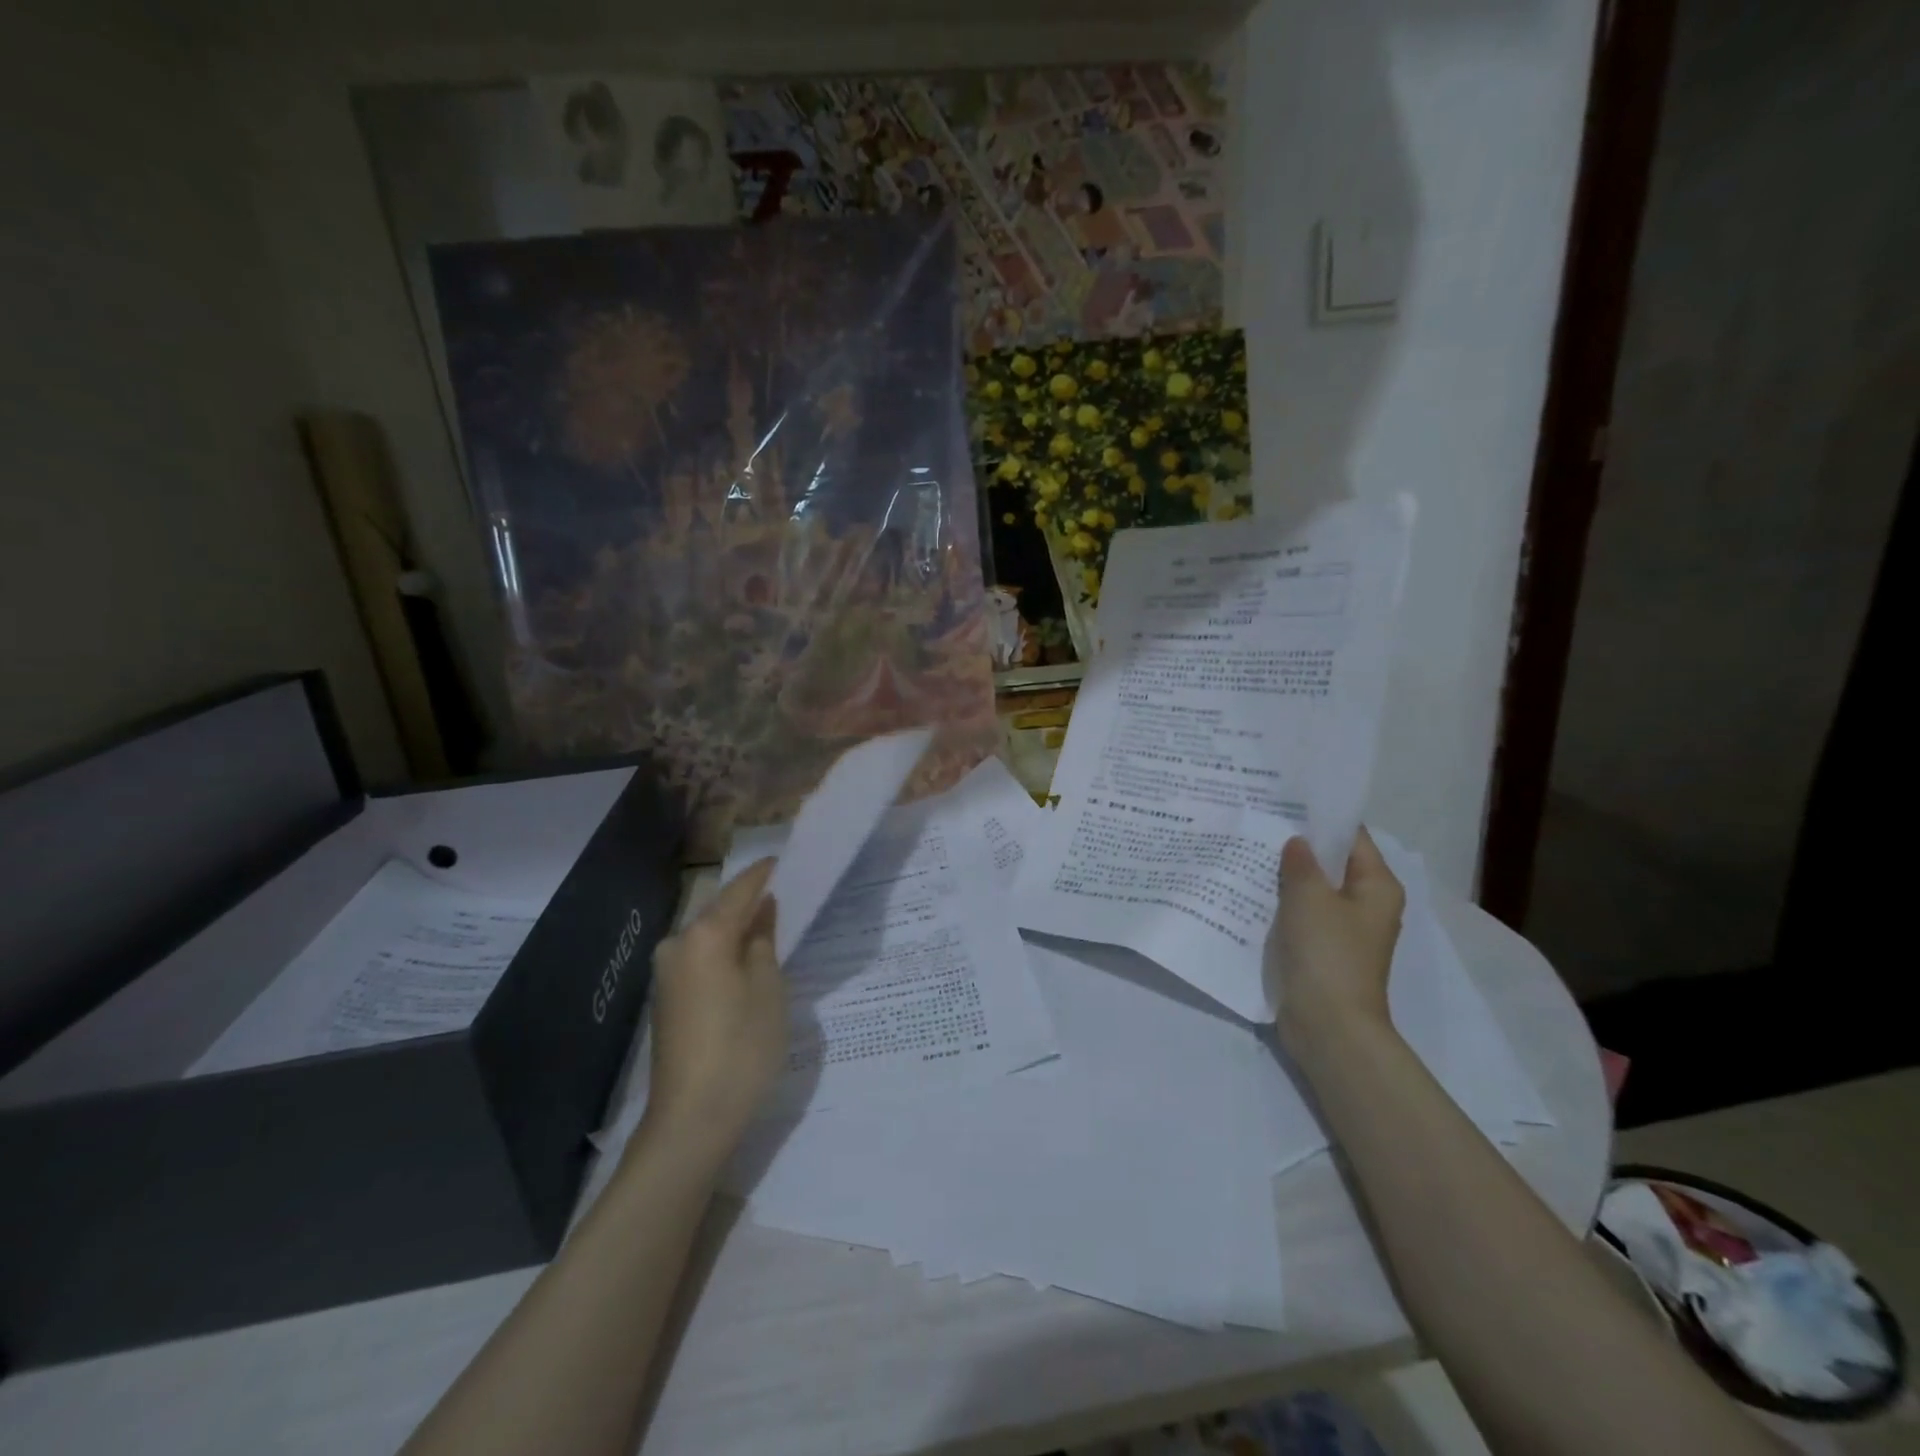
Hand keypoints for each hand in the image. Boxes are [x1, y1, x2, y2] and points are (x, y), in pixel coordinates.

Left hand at [644, 858, 786, 1148]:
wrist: (691, 1119)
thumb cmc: (742, 1047)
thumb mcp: (769, 989)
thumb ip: (765, 941)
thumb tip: (762, 912)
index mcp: (705, 935)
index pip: (740, 890)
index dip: (764, 874)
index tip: (785, 860)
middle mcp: (678, 945)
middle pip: (720, 911)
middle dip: (751, 903)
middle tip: (786, 896)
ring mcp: (666, 974)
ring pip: (709, 937)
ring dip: (738, 930)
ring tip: (774, 928)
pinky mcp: (666, 999)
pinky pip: (701, 959)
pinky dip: (725, 953)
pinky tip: (748, 962)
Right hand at [1267, 829, 1405, 1063]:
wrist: (1329, 1026)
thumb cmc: (1327, 954)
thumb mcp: (1309, 898)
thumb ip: (1300, 864)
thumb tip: (1297, 843)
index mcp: (1377, 886)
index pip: (1352, 837)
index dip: (1320, 818)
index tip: (1284, 801)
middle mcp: (1367, 906)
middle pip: (1331, 864)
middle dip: (1298, 847)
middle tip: (1258, 824)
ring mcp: (1344, 931)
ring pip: (1313, 892)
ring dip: (1285, 878)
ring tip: (1247, 853)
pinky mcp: (1323, 952)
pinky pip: (1301, 917)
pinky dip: (1281, 906)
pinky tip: (1249, 893)